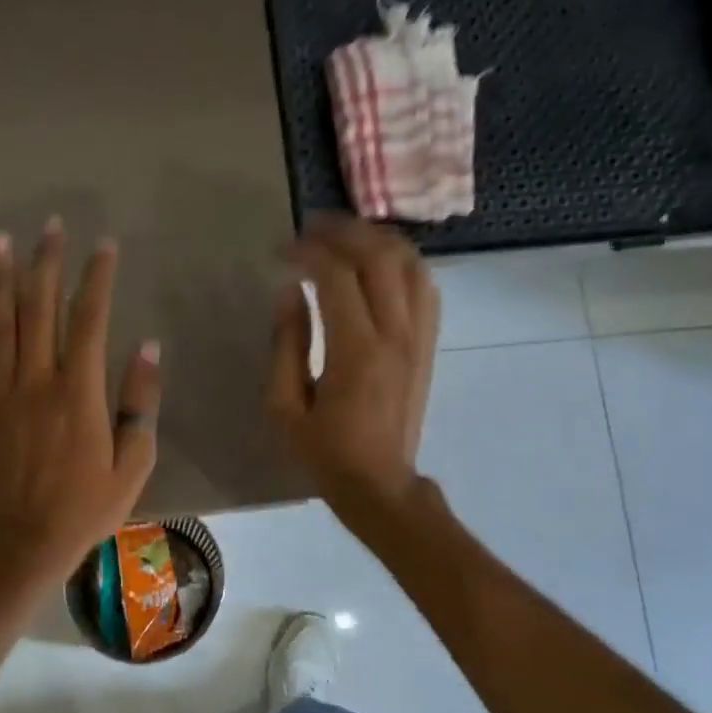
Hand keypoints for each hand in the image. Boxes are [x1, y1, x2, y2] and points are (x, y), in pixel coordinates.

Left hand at [0, 218, 161, 588]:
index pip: (89, 320)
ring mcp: (1, 392)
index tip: (104, 246)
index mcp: (79, 394)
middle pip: (38, 308)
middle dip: (46, 263)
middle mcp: (36, 382)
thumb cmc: (86, 509)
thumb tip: (147, 347)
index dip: (96, 278)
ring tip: (1, 241)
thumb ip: (141, 403)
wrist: (22, 541)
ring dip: (0, 278)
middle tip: (51, 226)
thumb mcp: (133, 464)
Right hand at [268, 214, 437, 520]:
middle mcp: (395, 335)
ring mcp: (419, 338)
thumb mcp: (285, 408)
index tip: (282, 250)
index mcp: (355, 352)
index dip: (308, 252)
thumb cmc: (324, 453)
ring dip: (378, 239)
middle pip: (380, 256)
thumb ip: (286, 346)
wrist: (379, 484)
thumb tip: (289, 293)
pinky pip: (426, 287)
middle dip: (344, 231)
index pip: (337, 277)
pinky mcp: (428, 345)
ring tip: (345, 236)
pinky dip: (403, 263)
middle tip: (312, 228)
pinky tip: (380, 264)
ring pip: (411, 264)